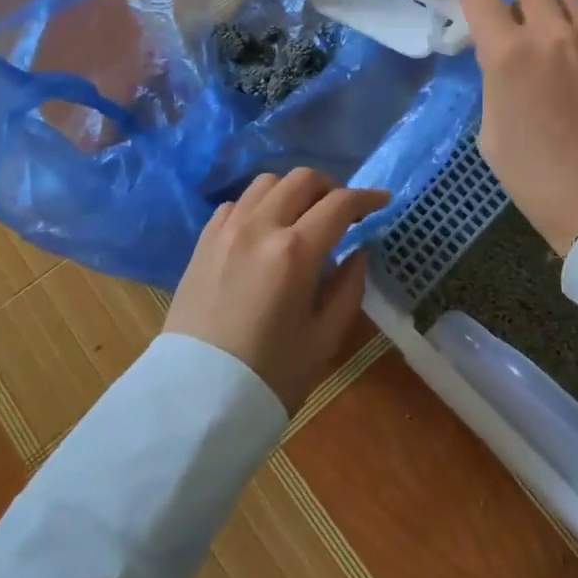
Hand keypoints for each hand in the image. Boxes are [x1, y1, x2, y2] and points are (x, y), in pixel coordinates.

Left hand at [165, 169, 389, 413]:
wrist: (196, 398)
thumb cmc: (270, 375)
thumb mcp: (324, 337)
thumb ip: (349, 286)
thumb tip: (359, 251)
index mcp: (296, 251)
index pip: (340, 203)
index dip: (367, 198)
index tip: (382, 202)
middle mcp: (260, 226)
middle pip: (303, 179)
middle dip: (331, 188)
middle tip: (343, 211)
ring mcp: (227, 229)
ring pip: (267, 182)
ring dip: (293, 191)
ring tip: (303, 216)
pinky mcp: (204, 241)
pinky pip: (236, 203)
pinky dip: (259, 205)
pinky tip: (265, 230)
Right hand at [458, 0, 577, 254]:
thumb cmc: (538, 180)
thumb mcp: (492, 133)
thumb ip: (495, 81)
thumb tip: (503, 58)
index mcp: (509, 55)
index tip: (478, 10)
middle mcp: (555, 34)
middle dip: (521, 11)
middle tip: (526, 43)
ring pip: (572, 2)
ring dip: (560, 21)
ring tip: (567, 56)